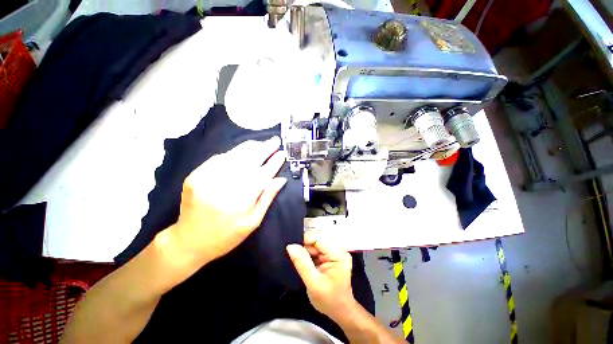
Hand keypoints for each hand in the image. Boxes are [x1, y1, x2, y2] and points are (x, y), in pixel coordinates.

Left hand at [164, 137, 287, 266]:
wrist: (189, 241)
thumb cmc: (226, 236)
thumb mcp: (253, 222)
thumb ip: (267, 198)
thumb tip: (281, 179)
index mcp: (240, 201)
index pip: (262, 175)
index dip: (274, 163)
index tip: (282, 154)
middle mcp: (223, 186)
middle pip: (248, 161)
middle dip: (264, 149)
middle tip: (275, 141)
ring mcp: (206, 178)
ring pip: (234, 156)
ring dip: (250, 147)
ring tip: (262, 143)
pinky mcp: (195, 175)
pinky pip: (218, 158)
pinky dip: (233, 153)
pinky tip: (243, 151)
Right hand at [286, 232, 356, 319]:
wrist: (340, 311)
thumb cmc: (329, 300)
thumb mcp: (313, 283)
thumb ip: (302, 263)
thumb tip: (291, 246)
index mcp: (338, 254)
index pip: (318, 238)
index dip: (304, 240)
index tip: (291, 248)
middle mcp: (339, 249)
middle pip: (317, 239)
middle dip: (305, 246)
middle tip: (294, 256)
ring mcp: (336, 252)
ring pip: (316, 243)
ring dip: (307, 250)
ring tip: (299, 261)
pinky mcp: (332, 255)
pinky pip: (318, 249)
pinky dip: (310, 254)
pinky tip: (306, 262)